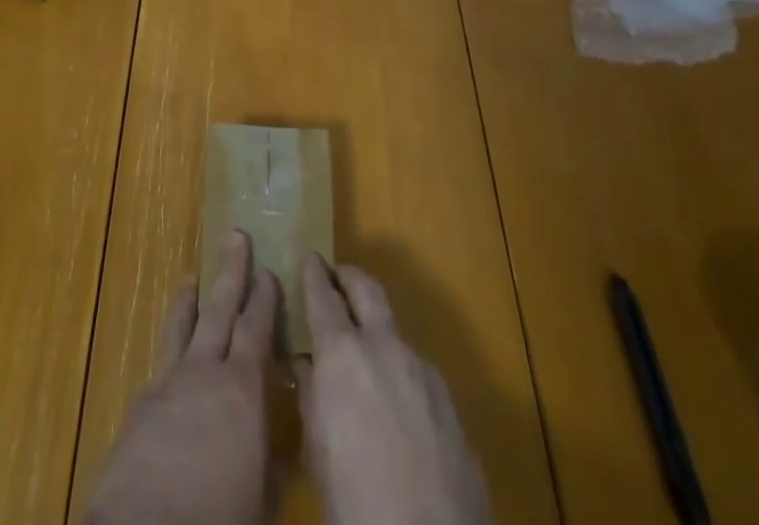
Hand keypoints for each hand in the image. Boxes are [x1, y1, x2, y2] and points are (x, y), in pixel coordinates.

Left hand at [87, 231, 278, 524]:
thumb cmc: (219, 516)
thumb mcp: (263, 498)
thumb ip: (274, 463)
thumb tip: (286, 447)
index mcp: (243, 388)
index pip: (257, 328)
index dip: (264, 298)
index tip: (270, 270)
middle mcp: (205, 371)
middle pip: (220, 308)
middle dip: (231, 271)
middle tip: (236, 236)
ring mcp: (168, 382)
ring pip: (182, 324)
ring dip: (190, 297)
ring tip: (192, 275)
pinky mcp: (140, 402)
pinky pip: (161, 359)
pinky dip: (170, 344)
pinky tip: (171, 350)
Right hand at [298, 253, 488, 524]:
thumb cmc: (354, 499)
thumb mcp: (316, 449)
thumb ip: (311, 397)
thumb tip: (308, 367)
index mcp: (342, 354)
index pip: (323, 296)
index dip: (314, 275)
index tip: (311, 259)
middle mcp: (384, 347)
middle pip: (367, 289)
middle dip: (350, 277)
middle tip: (337, 275)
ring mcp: (423, 371)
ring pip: (395, 335)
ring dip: (378, 335)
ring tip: (366, 360)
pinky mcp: (451, 403)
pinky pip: (418, 375)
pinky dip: (401, 377)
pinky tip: (398, 411)